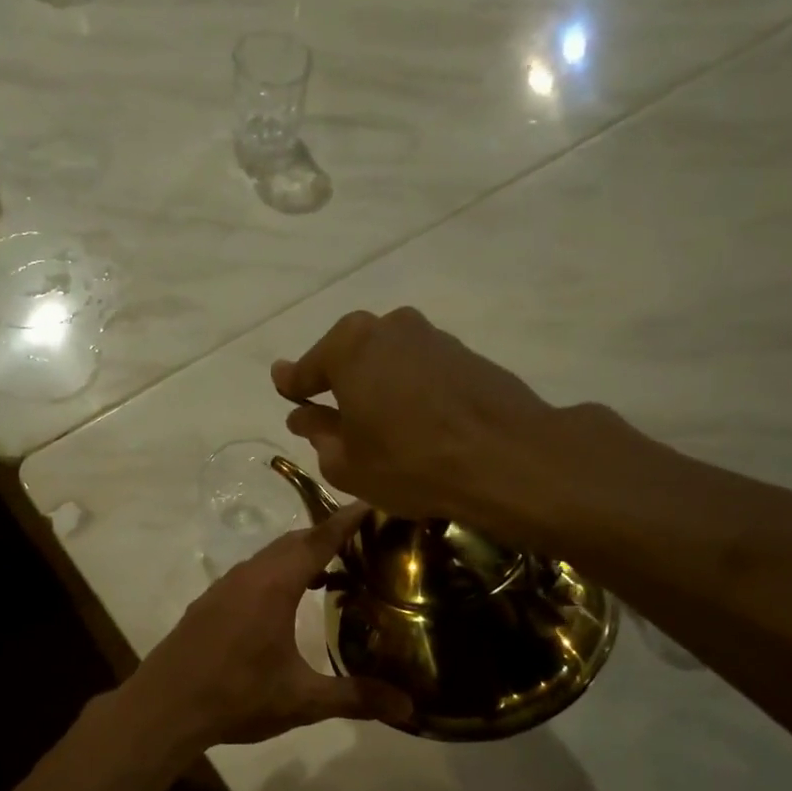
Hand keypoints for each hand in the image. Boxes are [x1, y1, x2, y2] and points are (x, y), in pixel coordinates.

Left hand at [118, 502, 412, 755]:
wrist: (163, 707)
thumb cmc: (236, 696)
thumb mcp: (301, 700)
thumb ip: (355, 697)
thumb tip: (409, 708)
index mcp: (274, 585)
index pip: (318, 539)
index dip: (347, 520)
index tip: (373, 503)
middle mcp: (249, 575)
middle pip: (294, 542)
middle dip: (327, 535)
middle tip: (364, 541)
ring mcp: (224, 587)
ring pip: (269, 557)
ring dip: (300, 556)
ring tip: (333, 569)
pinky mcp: (210, 603)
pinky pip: (252, 573)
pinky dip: (277, 573)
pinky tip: (287, 601)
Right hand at [272, 308, 565, 528]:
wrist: (507, 457)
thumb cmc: (410, 462)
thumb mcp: (347, 463)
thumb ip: (319, 434)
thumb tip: (303, 417)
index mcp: (348, 346)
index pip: (307, 368)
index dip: (293, 384)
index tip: (284, 388)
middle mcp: (388, 327)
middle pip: (350, 356)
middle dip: (340, 382)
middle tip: (334, 414)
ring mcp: (432, 336)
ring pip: (389, 360)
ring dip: (379, 385)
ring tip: (381, 423)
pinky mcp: (467, 353)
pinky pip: (422, 369)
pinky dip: (412, 389)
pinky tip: (418, 420)